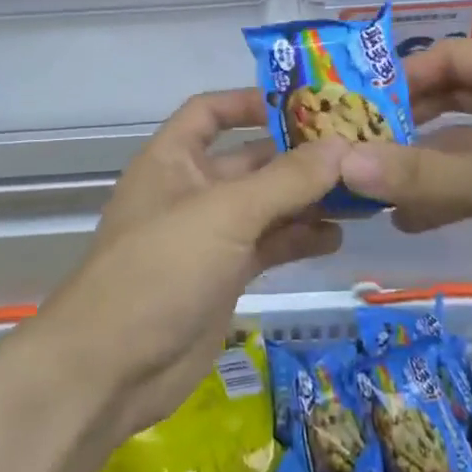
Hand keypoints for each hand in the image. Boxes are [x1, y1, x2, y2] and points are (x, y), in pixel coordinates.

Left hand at [31, 90, 345, 438]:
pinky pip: (268, 245)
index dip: (251, 102)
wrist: (111, 370)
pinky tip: (336, 238)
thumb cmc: (161, 268)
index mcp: (173, 158)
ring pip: (266, 205)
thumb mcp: (226, 214)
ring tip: (360, 195)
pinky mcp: (224, 275)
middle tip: (357, 152)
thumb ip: (287, 180)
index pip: (211, 112)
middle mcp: (191, 189)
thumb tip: (343, 146)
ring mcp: (208, 235)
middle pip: (250, 159)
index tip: (305, 105)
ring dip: (307, 199)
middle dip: (298, 156)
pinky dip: (299, 239)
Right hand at [337, 41, 471, 317]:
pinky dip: (449, 193)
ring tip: (371, 189)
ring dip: (422, 164)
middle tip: (355, 146)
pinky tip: (409, 219)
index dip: (398, 78)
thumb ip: (421, 175)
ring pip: (463, 143)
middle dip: (404, 123)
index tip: (354, 108)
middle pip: (450, 98)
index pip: (444, 58)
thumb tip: (345, 165)